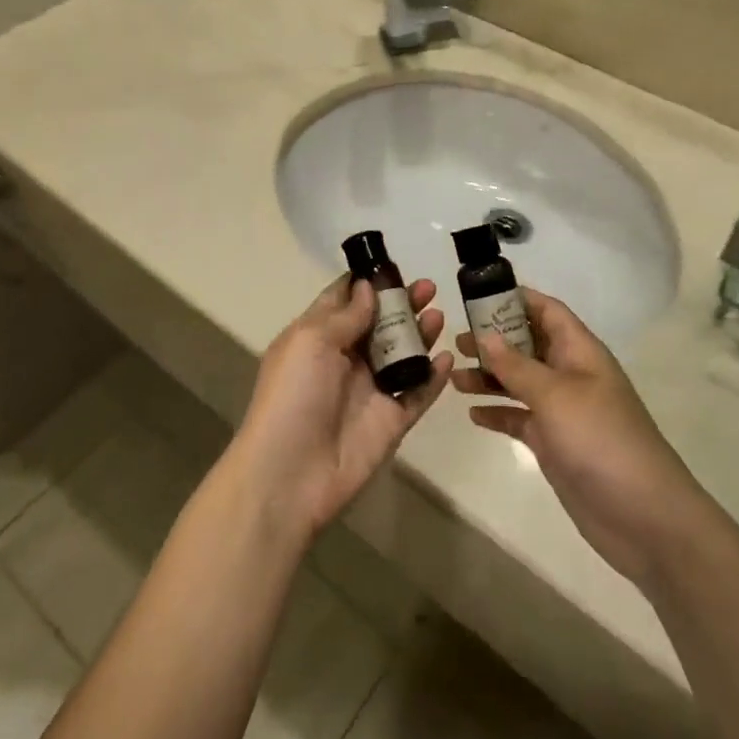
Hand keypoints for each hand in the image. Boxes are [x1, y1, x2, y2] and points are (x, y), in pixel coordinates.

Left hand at [232, 276, 451, 538]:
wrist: (290, 475)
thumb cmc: (292, 396)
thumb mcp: (311, 342)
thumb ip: (345, 315)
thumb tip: (367, 287)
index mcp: (317, 337)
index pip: (344, 300)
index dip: (367, 281)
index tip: (393, 264)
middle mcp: (345, 360)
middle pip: (380, 324)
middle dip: (402, 303)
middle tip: (428, 287)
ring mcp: (370, 391)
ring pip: (403, 354)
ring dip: (421, 333)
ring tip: (439, 315)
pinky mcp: (391, 421)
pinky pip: (418, 393)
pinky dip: (433, 377)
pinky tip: (447, 359)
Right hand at [456, 290, 706, 588]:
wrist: (643, 516)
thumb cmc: (601, 439)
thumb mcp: (555, 394)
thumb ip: (516, 365)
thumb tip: (485, 336)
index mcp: (580, 352)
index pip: (547, 311)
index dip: (516, 299)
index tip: (476, 297)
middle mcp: (570, 375)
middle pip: (528, 345)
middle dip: (494, 340)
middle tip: (455, 340)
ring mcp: (562, 411)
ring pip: (519, 382)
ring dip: (489, 377)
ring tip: (453, 377)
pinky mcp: (554, 444)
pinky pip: (519, 418)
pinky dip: (497, 413)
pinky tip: (472, 415)